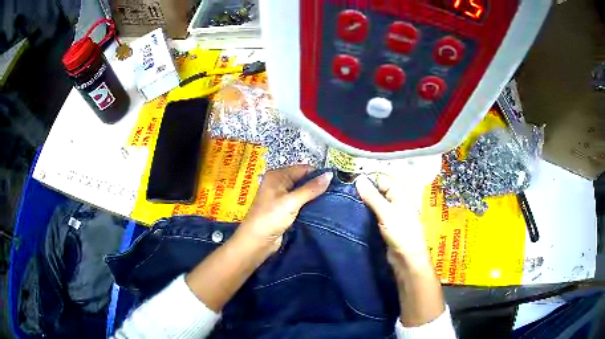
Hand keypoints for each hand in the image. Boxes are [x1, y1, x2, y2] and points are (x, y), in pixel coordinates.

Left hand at [237, 165, 332, 253]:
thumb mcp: (292, 201)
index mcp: (277, 176)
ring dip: (314, 196)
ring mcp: (281, 197)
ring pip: (303, 192)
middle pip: (303, 180)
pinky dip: (309, 204)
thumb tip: (330, 175)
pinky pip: (300, 203)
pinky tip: (322, 207)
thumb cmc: (271, 217)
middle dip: (318, 185)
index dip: (318, 174)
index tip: (336, 181)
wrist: (257, 241)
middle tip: (337, 191)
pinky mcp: (285, 210)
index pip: (303, 169)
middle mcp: (279, 183)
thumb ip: (311, 189)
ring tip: (333, 199)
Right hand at [356, 174, 445, 326]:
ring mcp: (390, 212)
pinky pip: (373, 213)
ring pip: (374, 202)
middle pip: (377, 189)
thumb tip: (358, 178)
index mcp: (400, 193)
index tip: (347, 181)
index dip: (366, 179)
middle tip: (343, 192)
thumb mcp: (386, 213)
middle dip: (362, 190)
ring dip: (362, 201)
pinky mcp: (385, 224)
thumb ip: (373, 196)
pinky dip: (364, 212)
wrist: (407, 258)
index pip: (380, 179)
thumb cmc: (401, 233)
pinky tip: (352, 213)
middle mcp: (395, 200)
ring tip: (344, 201)